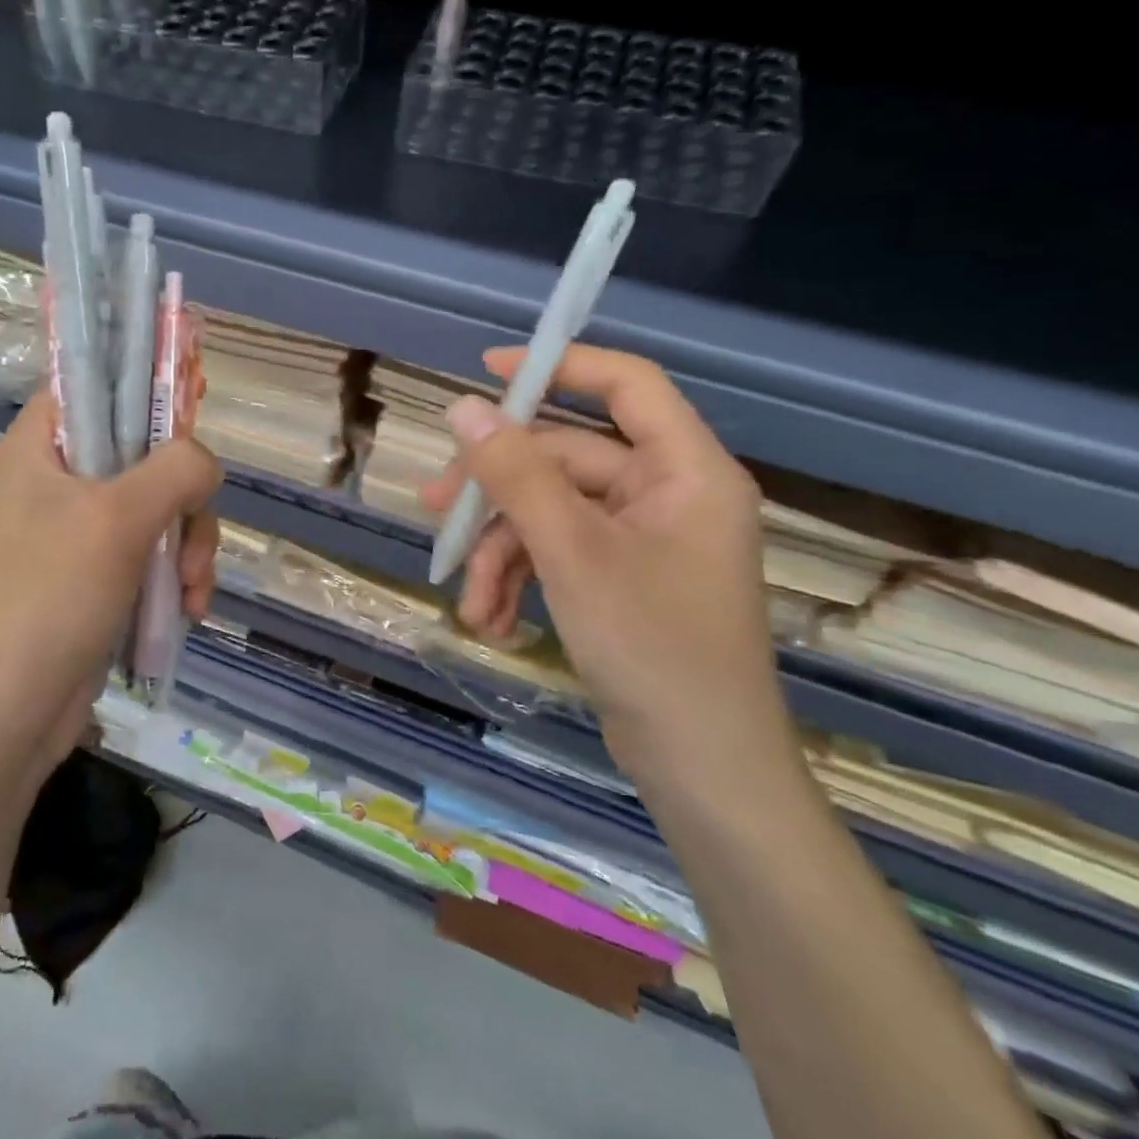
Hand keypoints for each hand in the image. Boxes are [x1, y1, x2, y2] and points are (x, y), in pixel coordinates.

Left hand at [0, 393, 221, 808]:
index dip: (149, 384)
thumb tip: (203, 462)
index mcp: (43, 443)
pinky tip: (188, 611)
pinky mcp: (99, 575)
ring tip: (192, 592)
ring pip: (161, 507)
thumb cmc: (48, 598)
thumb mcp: (118, 519)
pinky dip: (178, 577)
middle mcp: (60, 477)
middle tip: (194, 536)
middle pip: (147, 451)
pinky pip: (155, 554)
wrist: (3, 718)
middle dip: (185, 498)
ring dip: (189, 547)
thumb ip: (175, 469)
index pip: (99, 382)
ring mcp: (81, 530)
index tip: (195, 399)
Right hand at [421, 344, 793, 792]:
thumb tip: (464, 408)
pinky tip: (492, 621)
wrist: (703, 773)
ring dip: (501, 552)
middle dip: (498, 494)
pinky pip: (558, 553)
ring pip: (549, 512)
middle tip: (435, 510)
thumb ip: (517, 475)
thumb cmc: (654, 649)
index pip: (625, 384)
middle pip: (564, 460)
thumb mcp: (572, 553)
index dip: (559, 365)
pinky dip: (520, 580)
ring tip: (469, 601)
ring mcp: (642, 539)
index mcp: (684, 471)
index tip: (488, 371)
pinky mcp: (620, 577)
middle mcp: (666, 494)